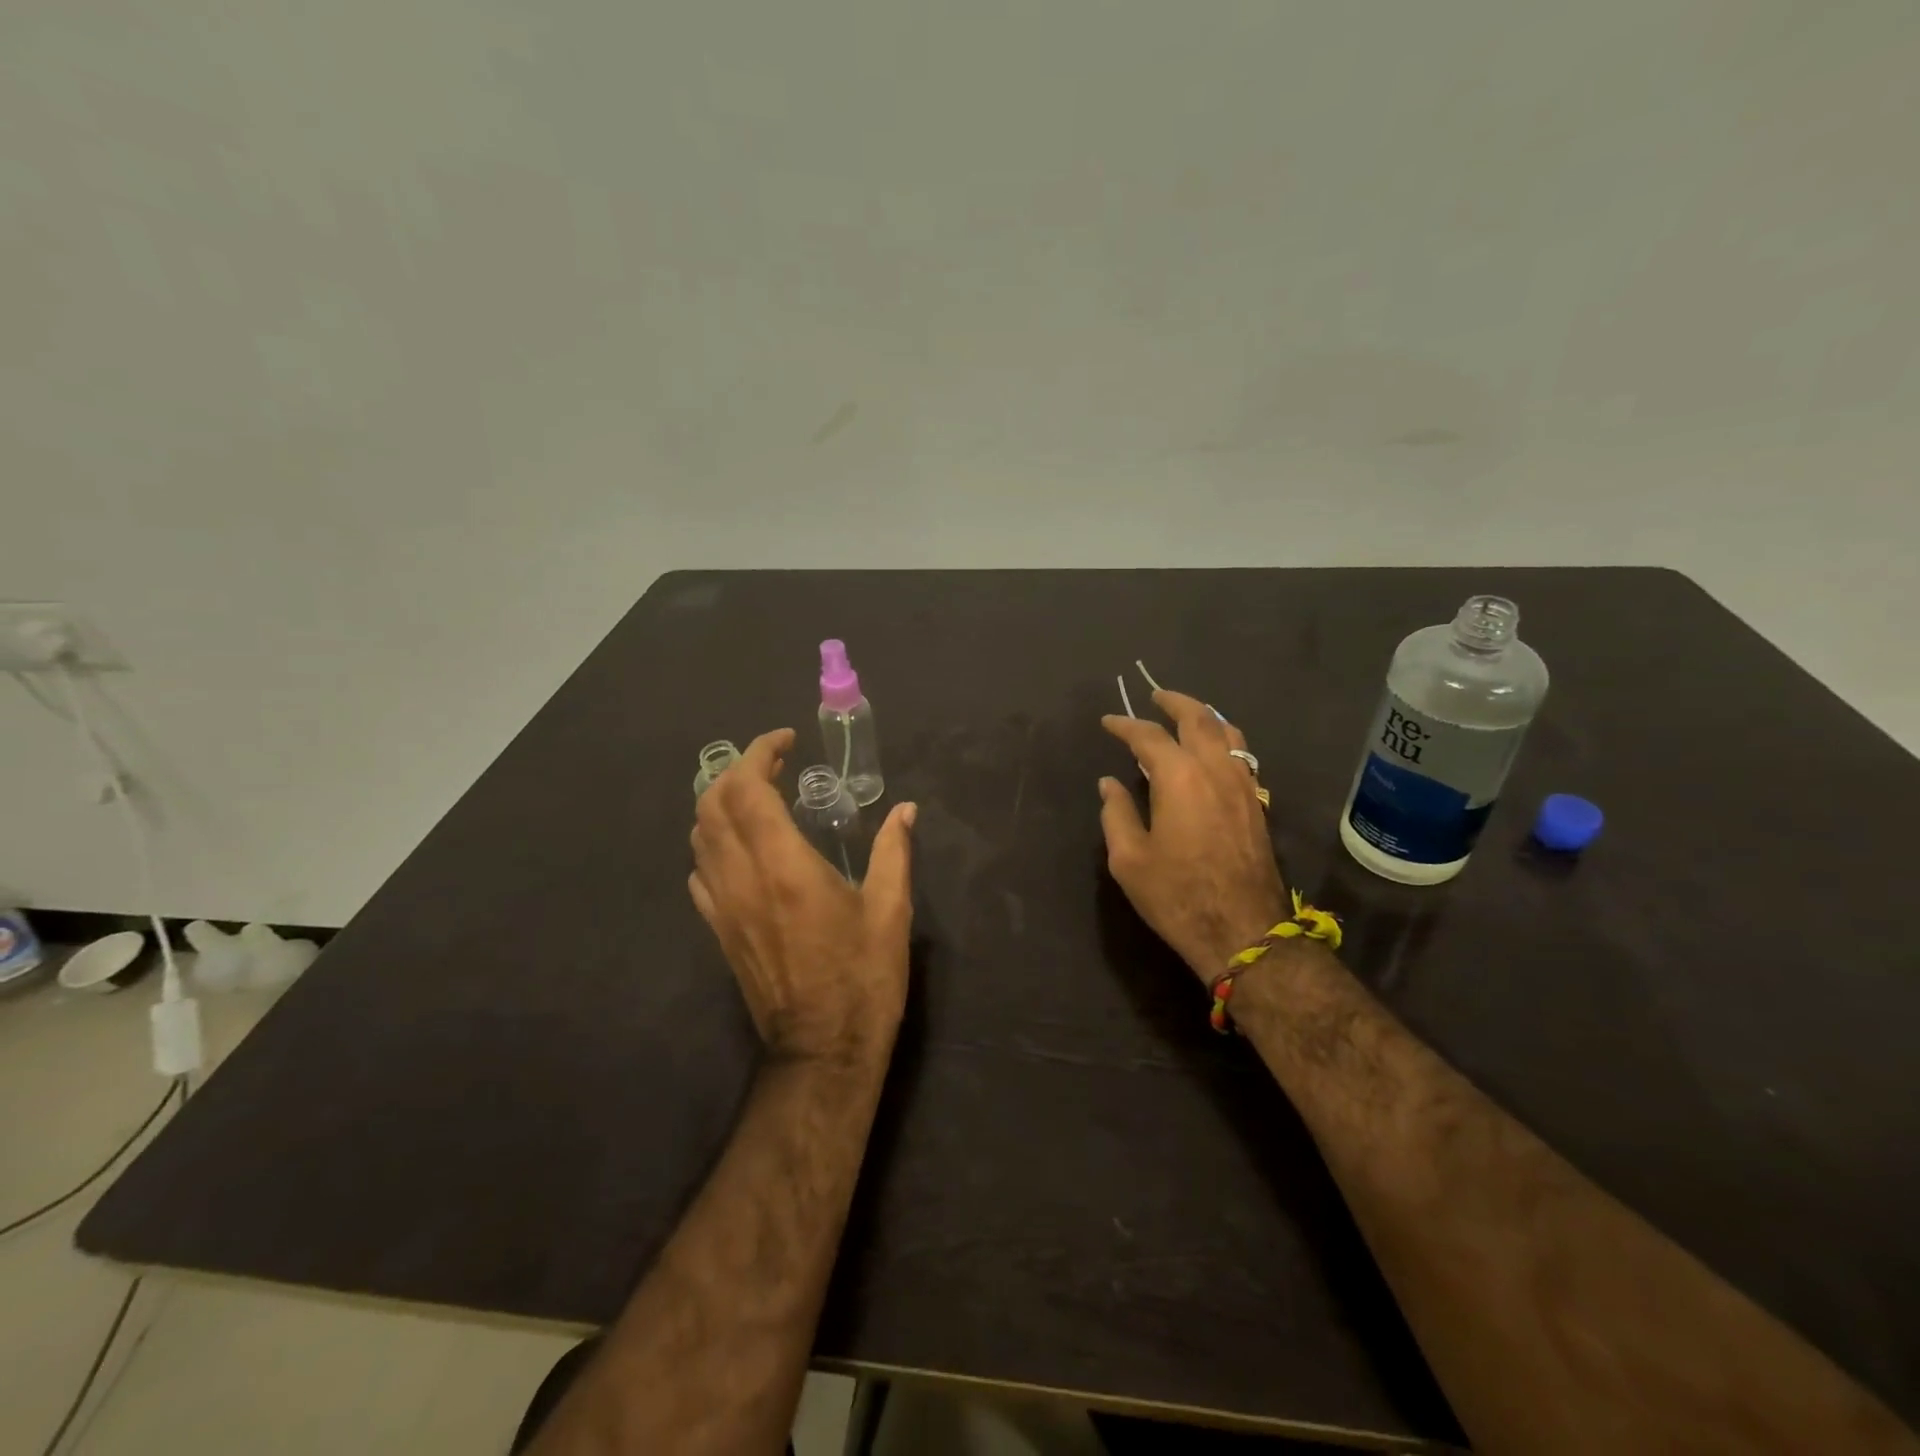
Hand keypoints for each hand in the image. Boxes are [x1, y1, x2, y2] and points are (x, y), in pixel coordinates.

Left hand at [690, 729, 917, 1065]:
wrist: (822, 1050)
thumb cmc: (863, 977)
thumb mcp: (890, 910)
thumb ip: (894, 851)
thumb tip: (905, 810)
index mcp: (785, 866)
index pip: (749, 790)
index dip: (760, 753)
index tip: (786, 742)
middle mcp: (742, 878)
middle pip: (712, 805)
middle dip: (737, 770)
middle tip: (775, 764)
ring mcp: (722, 907)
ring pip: (699, 836)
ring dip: (721, 803)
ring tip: (760, 796)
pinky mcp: (719, 931)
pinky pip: (701, 872)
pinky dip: (713, 843)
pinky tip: (744, 848)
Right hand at [1099, 691, 1288, 981]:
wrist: (1243, 932)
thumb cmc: (1177, 896)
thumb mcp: (1129, 860)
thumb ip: (1116, 814)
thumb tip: (1110, 784)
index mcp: (1179, 778)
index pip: (1148, 736)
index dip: (1125, 725)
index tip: (1108, 722)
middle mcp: (1215, 770)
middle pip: (1198, 719)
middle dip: (1174, 702)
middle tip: (1155, 696)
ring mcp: (1243, 785)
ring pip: (1228, 733)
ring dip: (1205, 716)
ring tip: (1189, 715)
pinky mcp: (1258, 804)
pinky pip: (1243, 755)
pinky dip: (1225, 740)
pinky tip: (1215, 752)